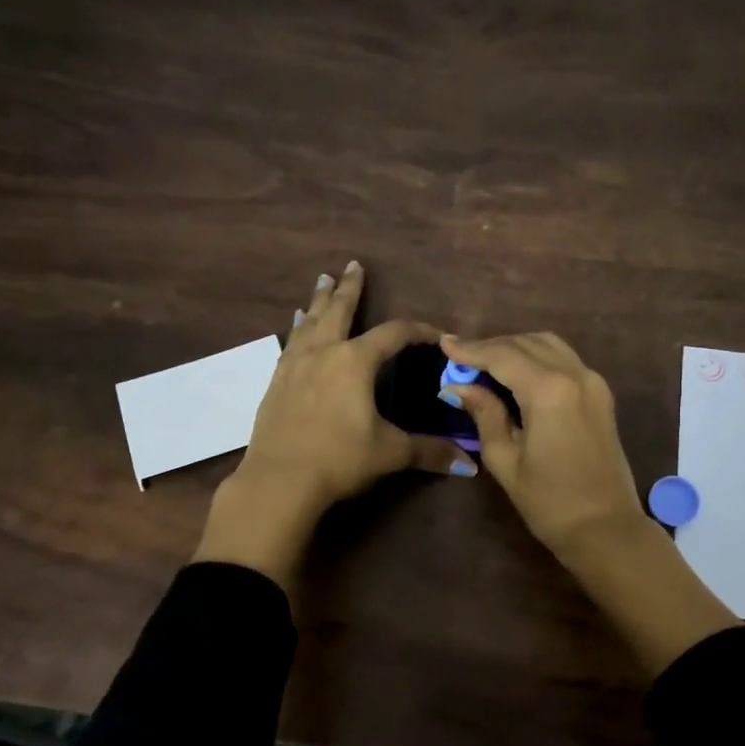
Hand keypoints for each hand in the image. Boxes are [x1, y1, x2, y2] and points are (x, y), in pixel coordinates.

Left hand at [193, 262, 473, 591]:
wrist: (278, 480)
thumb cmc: (340, 459)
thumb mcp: (389, 453)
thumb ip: (429, 452)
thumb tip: (469, 464)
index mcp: (355, 361)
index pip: (394, 334)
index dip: (418, 330)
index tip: (435, 332)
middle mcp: (324, 353)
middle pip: (338, 310)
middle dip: (349, 288)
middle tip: (352, 265)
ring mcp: (294, 366)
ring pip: (309, 322)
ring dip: (317, 301)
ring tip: (320, 282)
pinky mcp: (275, 383)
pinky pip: (290, 344)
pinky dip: (297, 330)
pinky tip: (295, 330)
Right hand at [441, 330, 738, 675]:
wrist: (605, 528)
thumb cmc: (549, 502)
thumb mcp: (505, 460)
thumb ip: (484, 414)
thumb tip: (460, 387)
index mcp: (549, 390)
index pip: (503, 355)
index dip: (471, 349)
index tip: (444, 344)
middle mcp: (575, 375)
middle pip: (526, 343)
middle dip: (491, 347)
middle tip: (461, 359)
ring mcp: (593, 382)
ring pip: (548, 345)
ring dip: (516, 348)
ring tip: (486, 364)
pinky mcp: (601, 394)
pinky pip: (564, 360)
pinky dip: (537, 357)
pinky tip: (517, 374)